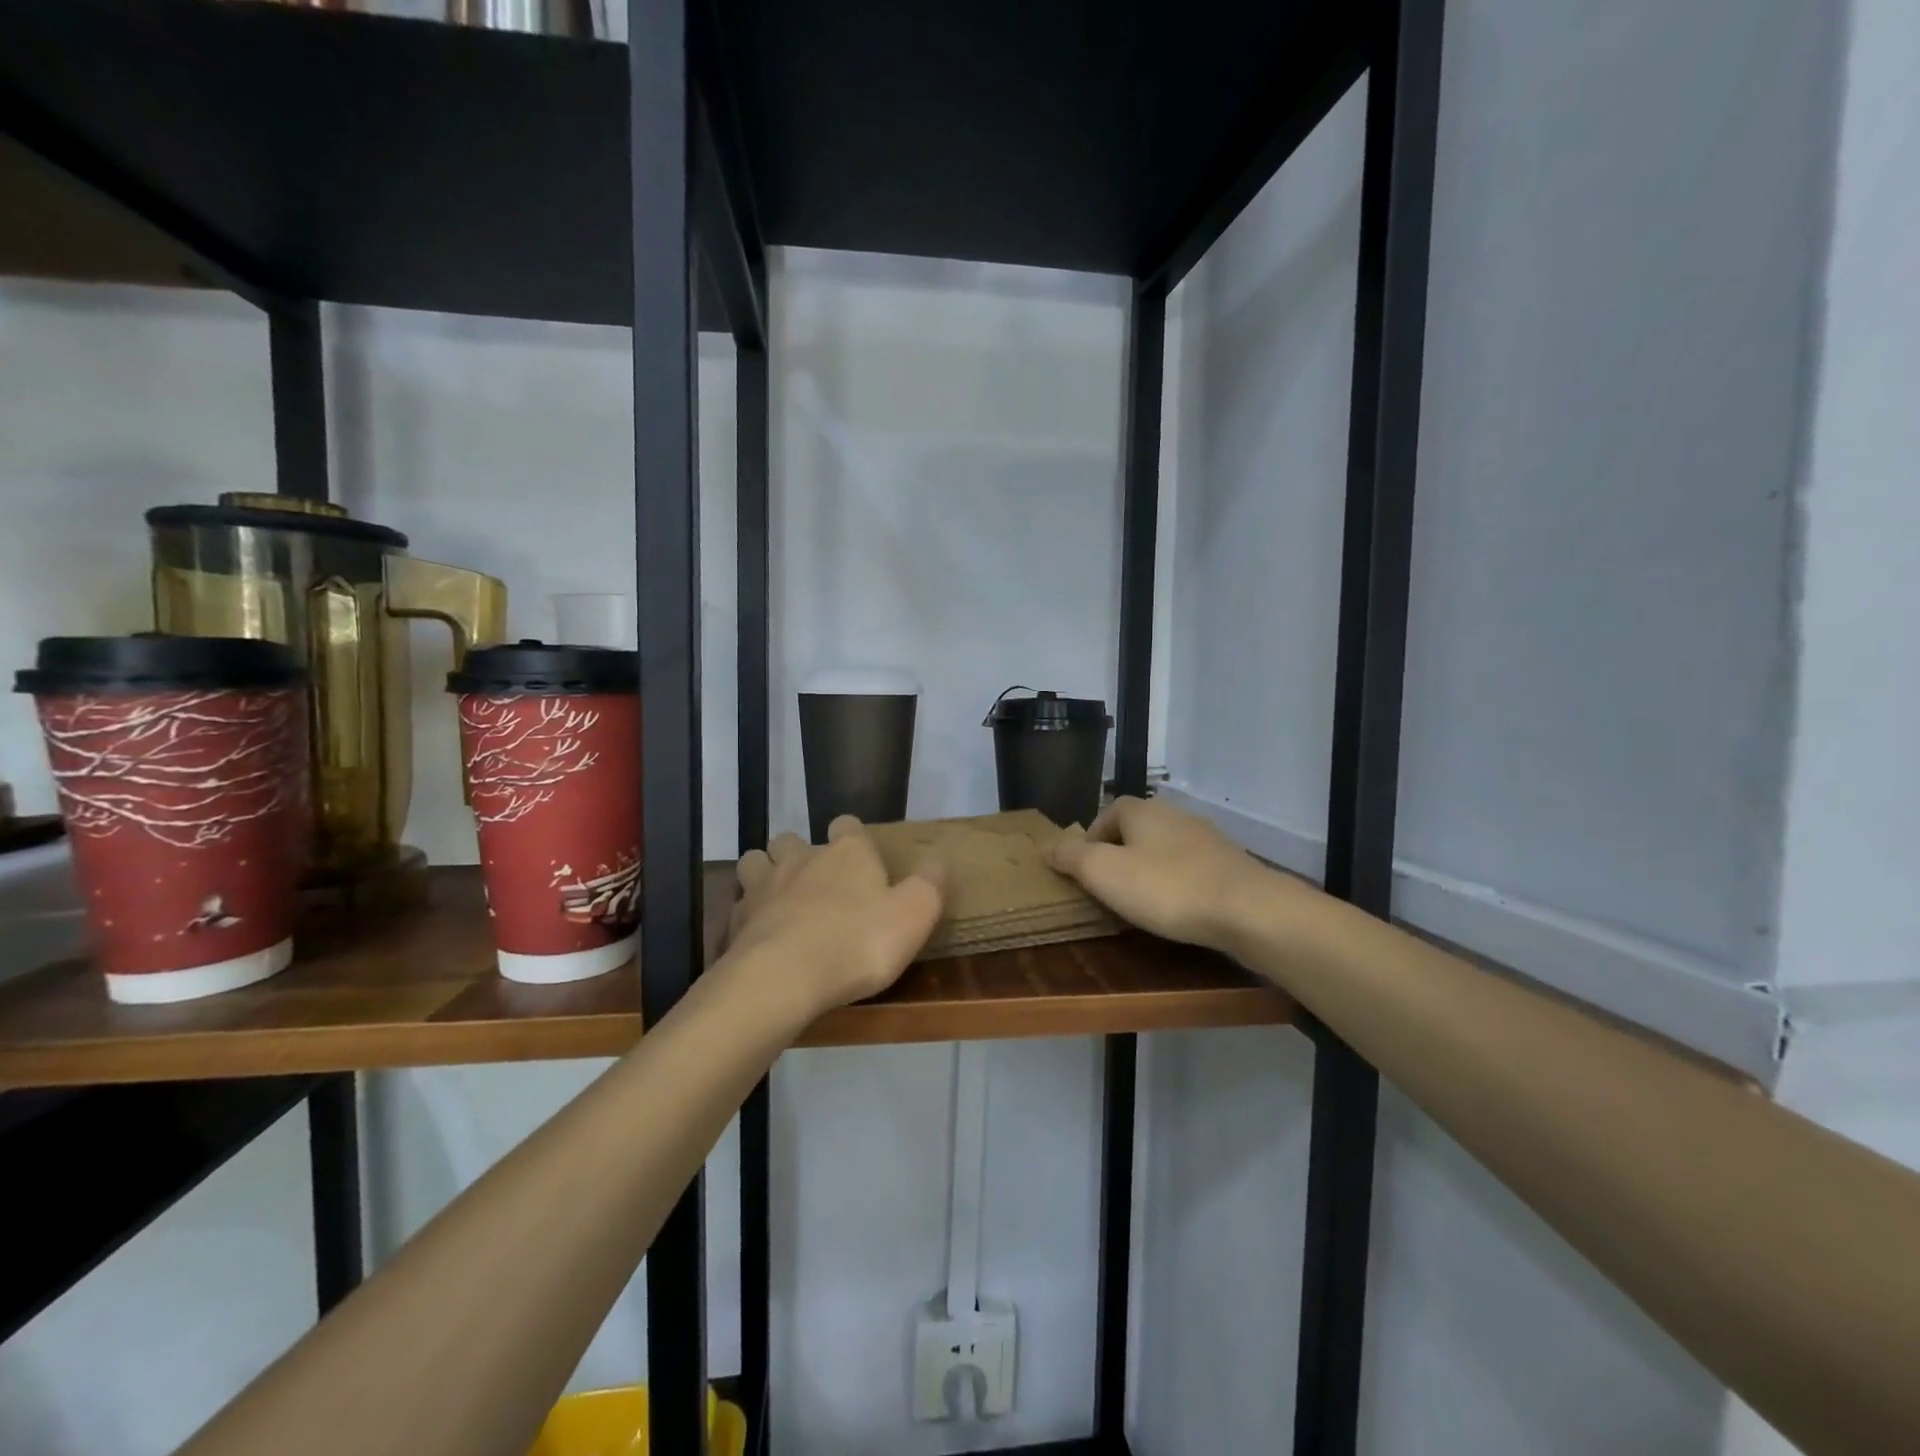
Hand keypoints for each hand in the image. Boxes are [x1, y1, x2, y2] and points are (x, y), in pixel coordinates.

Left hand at [726, 816, 944, 1016]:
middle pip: (792, 839)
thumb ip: (930, 884)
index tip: (860, 857)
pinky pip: (739, 906)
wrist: (784, 978)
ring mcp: (764, 887)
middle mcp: (802, 859)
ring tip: (779, 899)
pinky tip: (760, 935)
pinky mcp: (737, 921)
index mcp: (847, 853)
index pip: (847, 825)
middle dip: (799, 852)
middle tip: (815, 881)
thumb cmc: (858, 941)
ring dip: (764, 873)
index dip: (853, 837)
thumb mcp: (914, 914)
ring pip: (755, 862)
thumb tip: (939, 860)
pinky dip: (748, 914)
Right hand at [1049, 796, 1273, 951]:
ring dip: (1149, 870)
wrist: (1247, 909)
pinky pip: (1191, 868)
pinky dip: (1178, 883)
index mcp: (1141, 810)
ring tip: (1142, 903)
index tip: (1084, 872)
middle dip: (1119, 855)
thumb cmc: (1165, 887)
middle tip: (1109, 889)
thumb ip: (1071, 857)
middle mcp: (1174, 814)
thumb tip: (1046, 845)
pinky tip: (1179, 908)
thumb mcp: (1104, 873)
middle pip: (1136, 830)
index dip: (1091, 840)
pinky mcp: (1230, 863)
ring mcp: (1206, 837)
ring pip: (1164, 849)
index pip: (1106, 813)